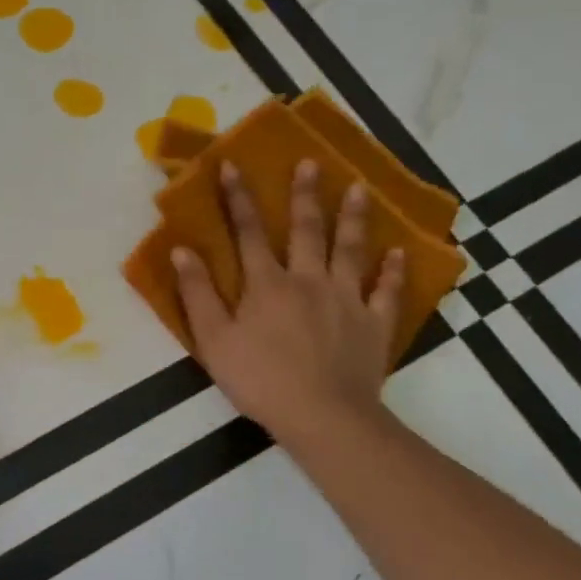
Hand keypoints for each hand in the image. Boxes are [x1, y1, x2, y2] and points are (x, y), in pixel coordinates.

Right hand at [172, 160, 402, 451]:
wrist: (323, 416)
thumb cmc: (260, 379)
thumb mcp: (213, 340)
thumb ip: (197, 294)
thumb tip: (181, 250)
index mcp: (267, 284)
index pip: (248, 232)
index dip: (238, 198)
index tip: (232, 165)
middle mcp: (308, 280)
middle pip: (306, 230)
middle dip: (305, 194)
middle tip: (311, 163)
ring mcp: (347, 300)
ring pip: (350, 250)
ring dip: (353, 218)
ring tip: (360, 189)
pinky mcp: (374, 324)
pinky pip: (387, 291)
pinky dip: (393, 271)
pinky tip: (398, 252)